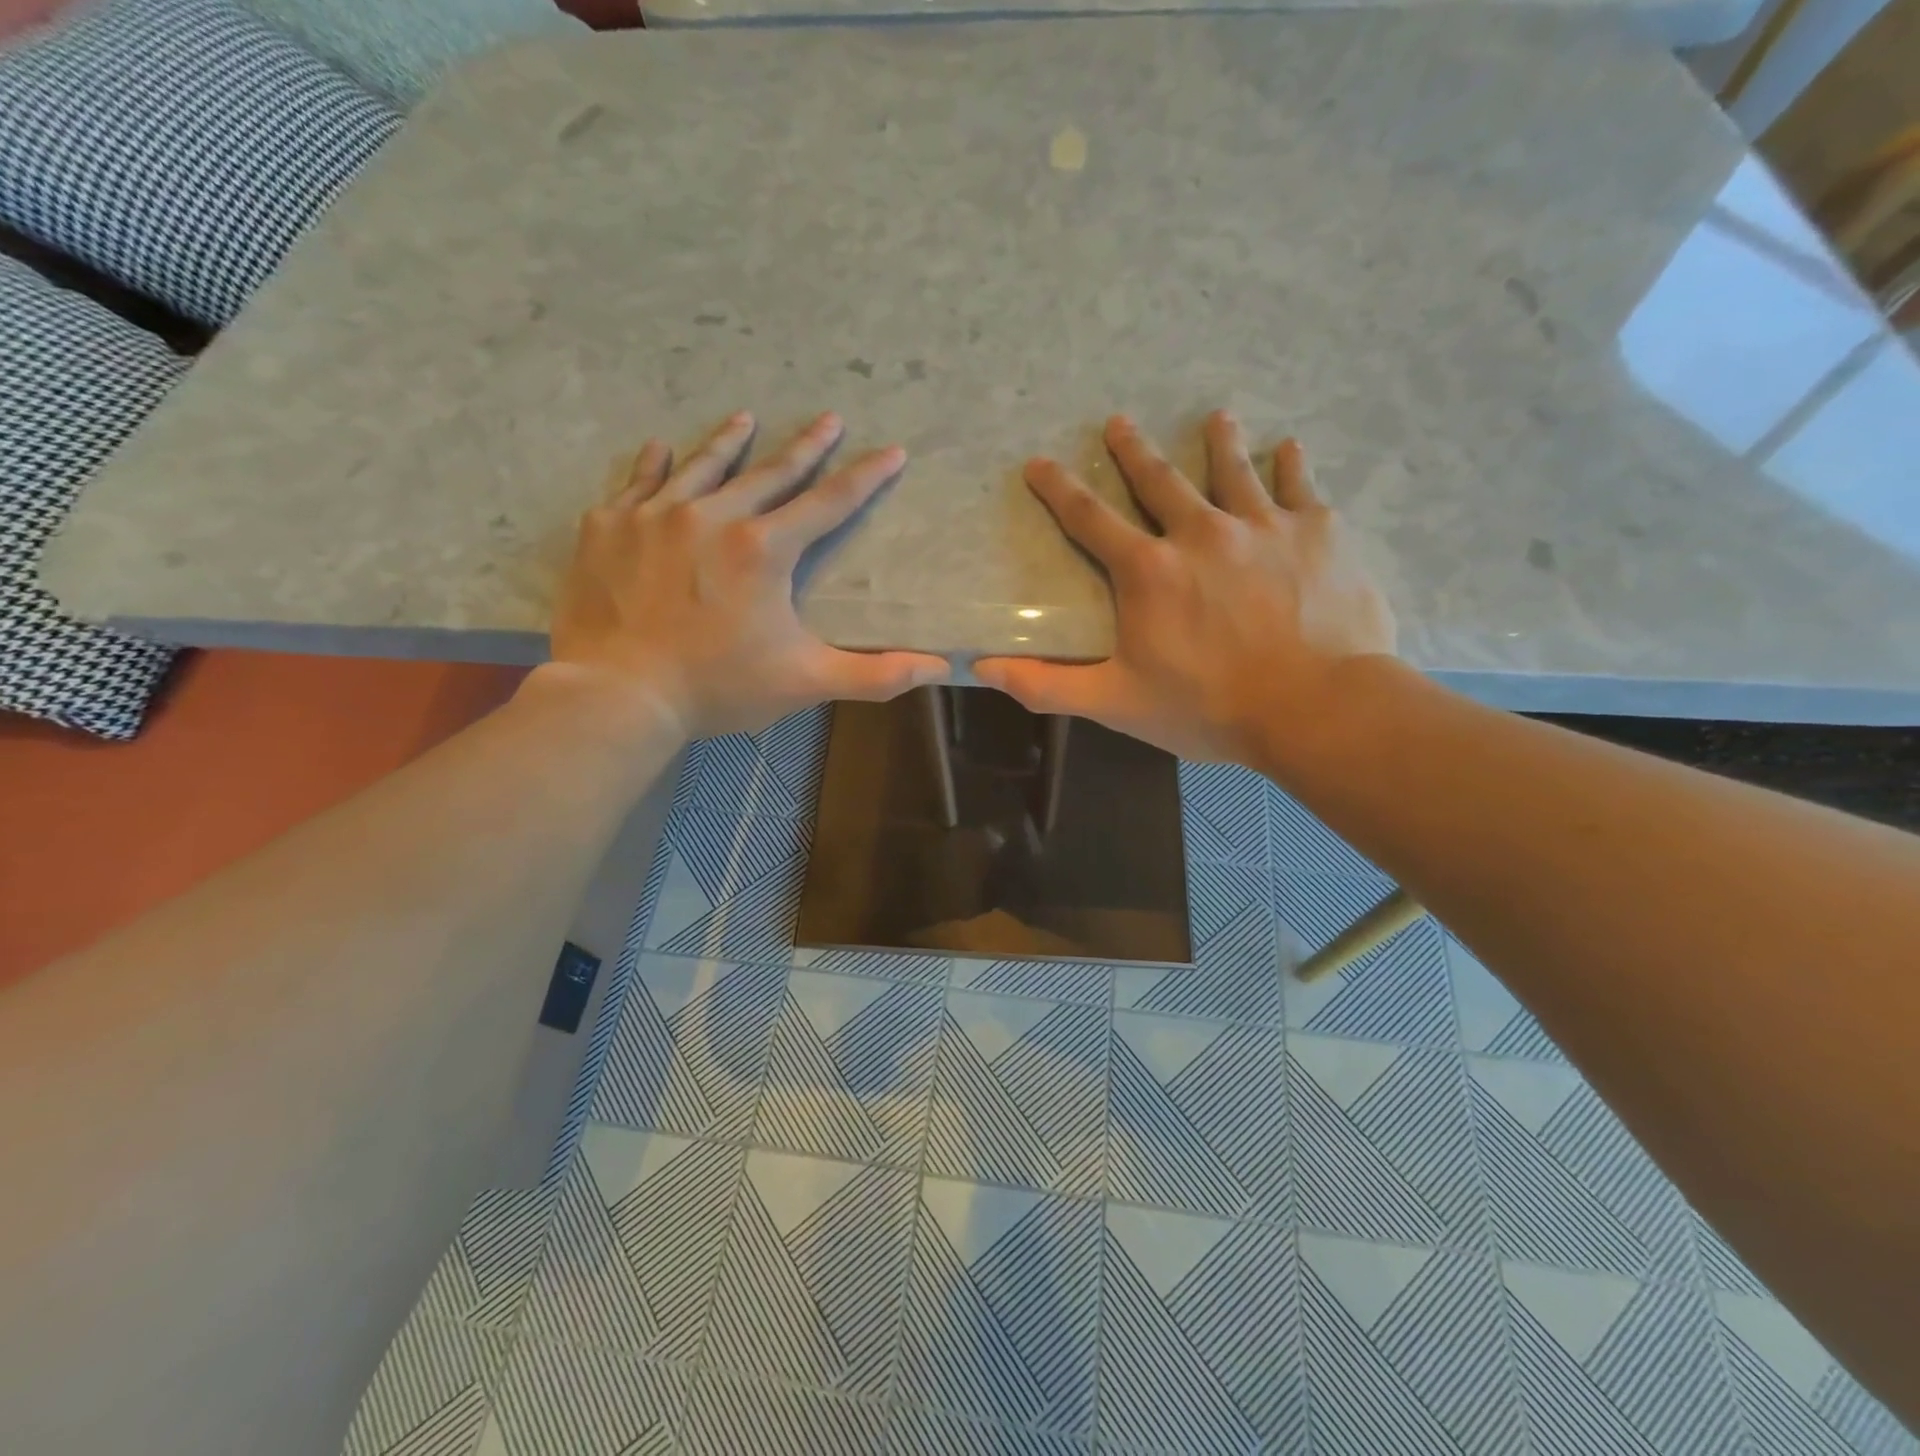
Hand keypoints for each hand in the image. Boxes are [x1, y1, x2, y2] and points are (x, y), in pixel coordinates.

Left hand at [546, 410, 948, 739]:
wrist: (617, 694)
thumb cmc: (717, 687)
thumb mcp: (805, 682)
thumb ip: (875, 674)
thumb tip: (940, 668)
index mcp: (763, 549)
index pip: (828, 503)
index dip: (865, 477)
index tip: (892, 451)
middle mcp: (711, 517)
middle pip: (769, 473)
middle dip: (805, 446)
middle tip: (828, 417)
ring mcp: (654, 516)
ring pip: (701, 467)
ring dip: (728, 442)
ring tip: (745, 418)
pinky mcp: (609, 528)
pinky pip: (636, 484)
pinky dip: (652, 465)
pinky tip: (660, 449)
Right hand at [974, 412, 1395, 767]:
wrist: (1316, 707)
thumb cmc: (1209, 707)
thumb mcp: (1116, 703)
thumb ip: (1048, 684)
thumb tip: (984, 668)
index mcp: (1149, 570)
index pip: (1090, 519)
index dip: (1059, 489)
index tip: (1039, 462)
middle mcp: (1201, 532)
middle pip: (1159, 479)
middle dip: (1133, 450)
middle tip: (1118, 422)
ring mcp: (1262, 526)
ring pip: (1233, 471)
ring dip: (1220, 441)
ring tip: (1216, 417)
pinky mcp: (1316, 532)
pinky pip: (1300, 487)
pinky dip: (1292, 466)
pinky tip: (1289, 448)